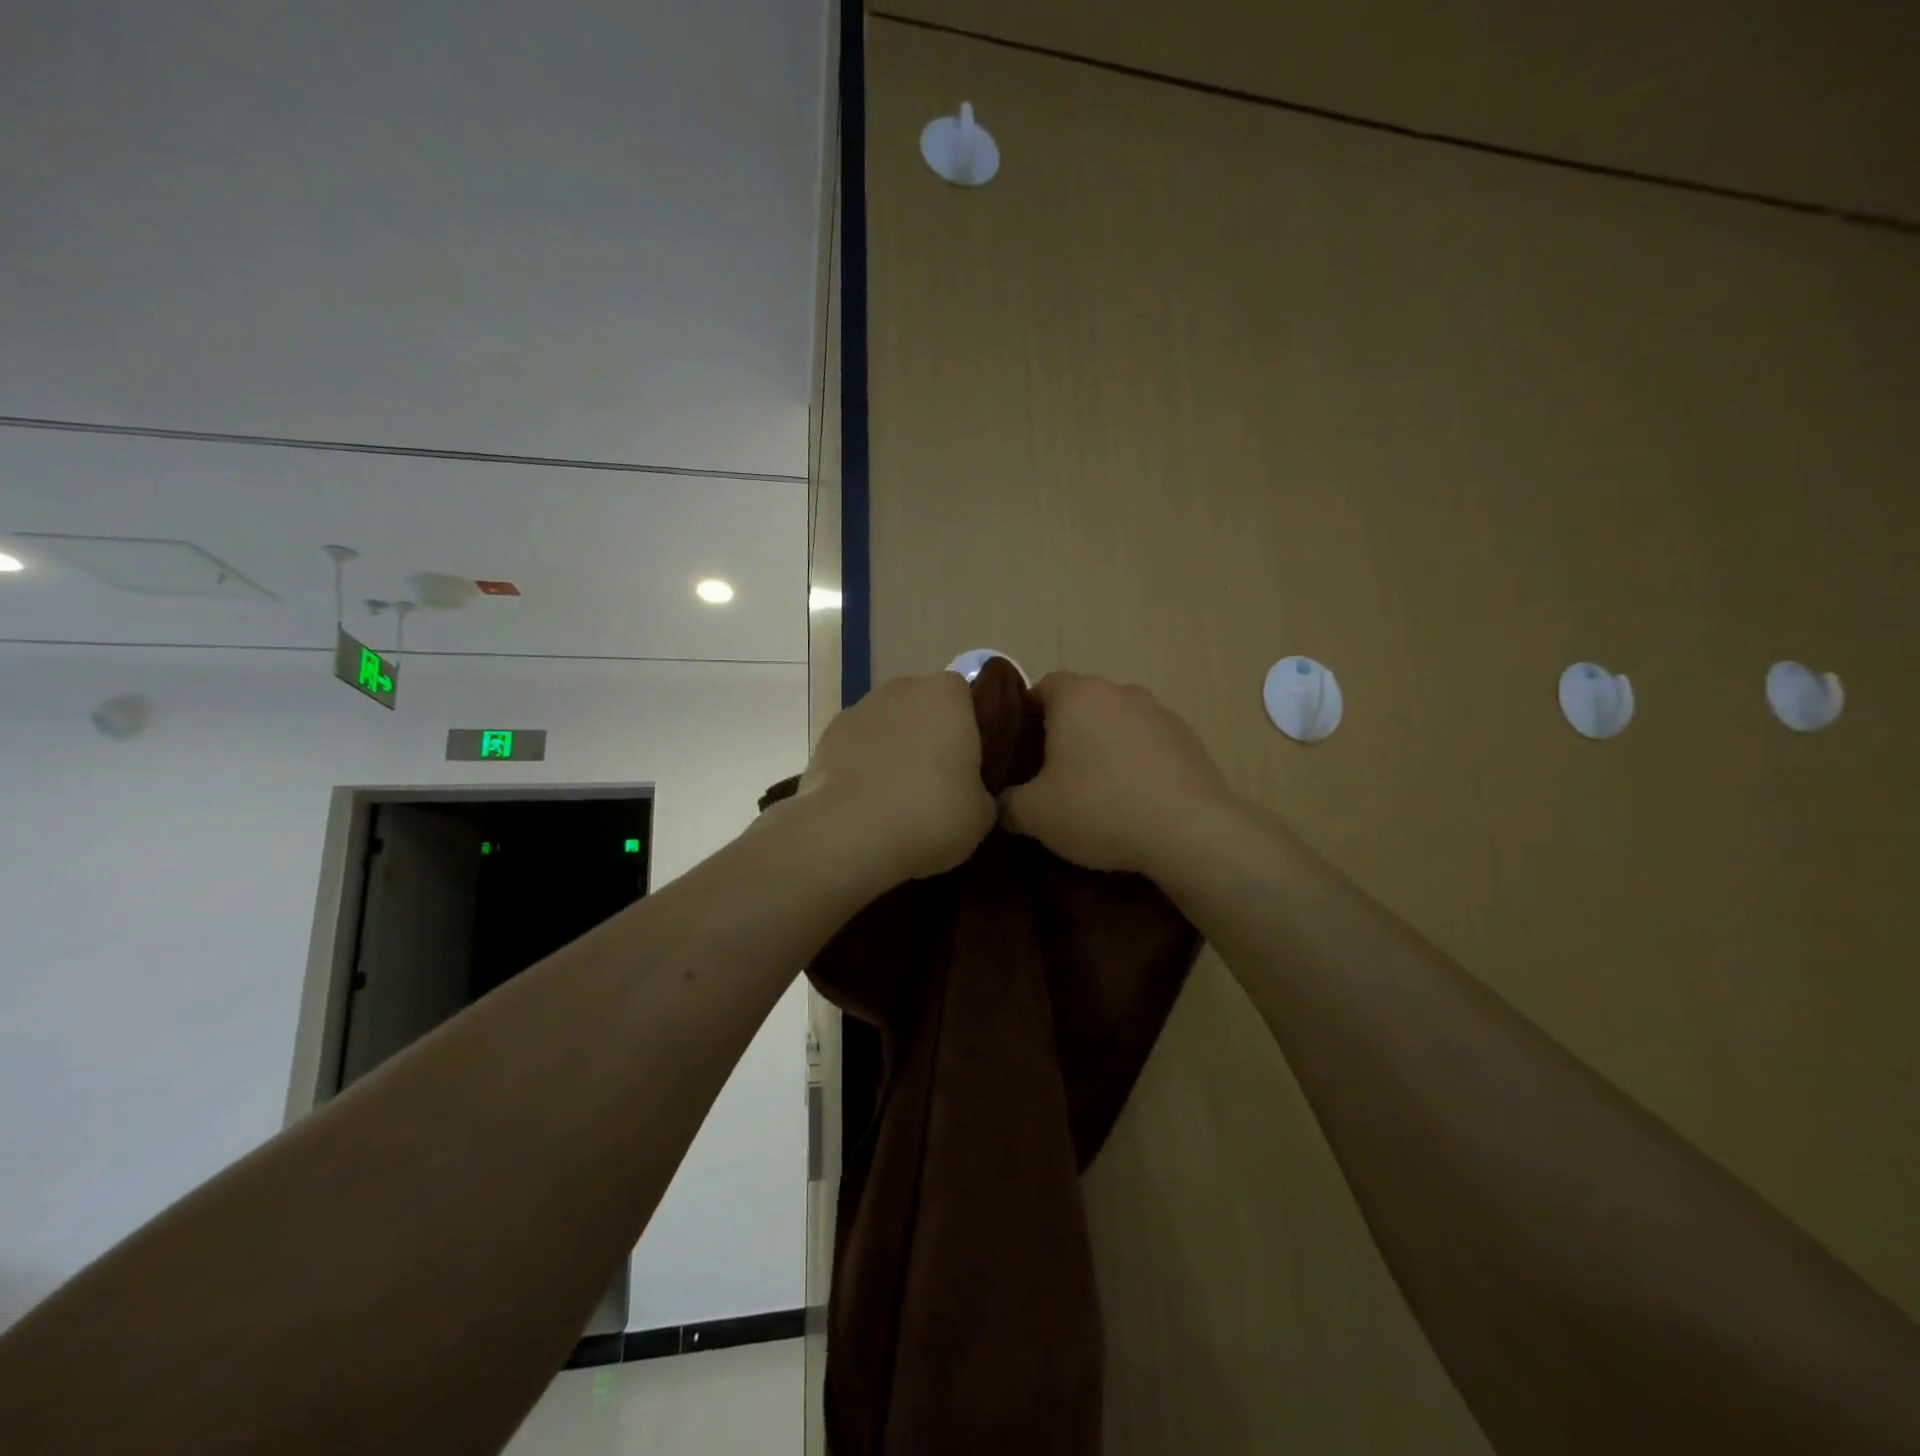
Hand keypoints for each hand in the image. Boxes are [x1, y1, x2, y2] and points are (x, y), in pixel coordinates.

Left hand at [796, 672, 995, 885]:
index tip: (971, 762)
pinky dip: (862, 767)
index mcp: (946, 695)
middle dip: (929, 735)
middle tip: (938, 782)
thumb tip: (971, 793)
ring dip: (893, 750)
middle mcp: (901, 689)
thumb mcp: (982, 813)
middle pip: (922, 706)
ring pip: (887, 726)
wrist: (849, 835)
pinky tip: (866, 804)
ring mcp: (858, 710)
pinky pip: (856, 748)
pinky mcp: (825, 738)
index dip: (969, 727)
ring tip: (898, 798)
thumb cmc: (931, 814)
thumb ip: (982, 790)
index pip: (965, 695)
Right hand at [1000, 672, 1237, 877]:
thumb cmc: (1100, 809)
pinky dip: (1137, 762)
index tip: (1022, 752)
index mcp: (1077, 696)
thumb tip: (1004, 802)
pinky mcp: (1189, 739)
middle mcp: (1119, 692)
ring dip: (1104, 747)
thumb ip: (1008, 802)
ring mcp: (1159, 713)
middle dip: (1066, 733)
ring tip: (1098, 790)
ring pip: (1117, 723)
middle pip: (1082, 704)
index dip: (1026, 717)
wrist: (1190, 831)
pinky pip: (1149, 743)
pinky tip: (1135, 800)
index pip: (1042, 688)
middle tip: (1053, 775)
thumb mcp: (1034, 814)